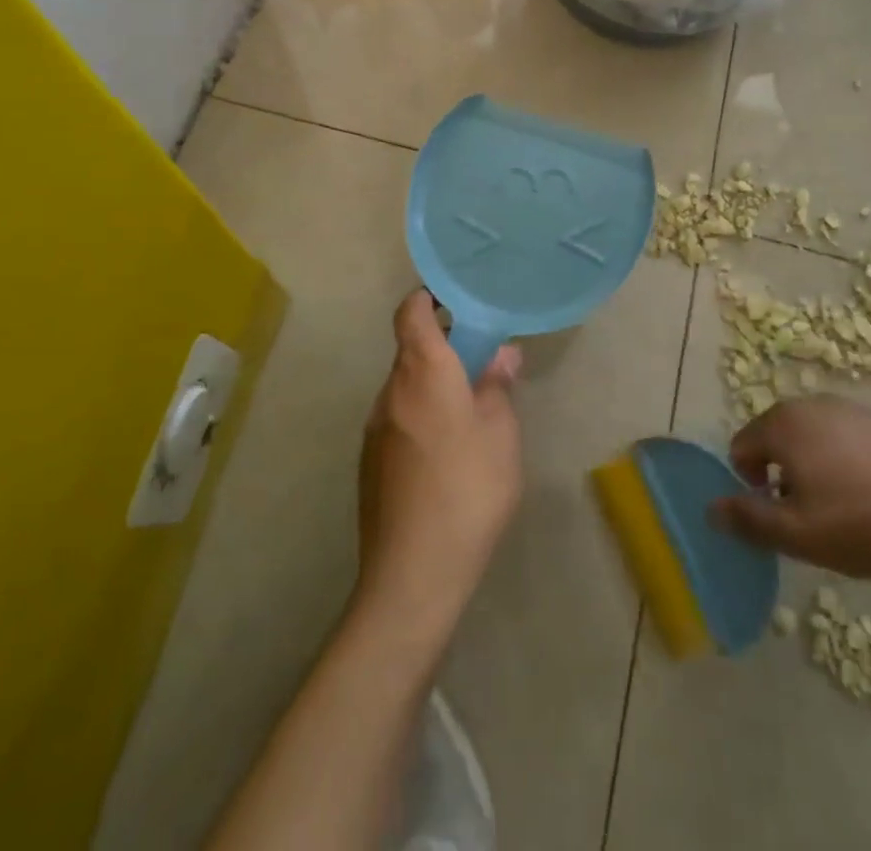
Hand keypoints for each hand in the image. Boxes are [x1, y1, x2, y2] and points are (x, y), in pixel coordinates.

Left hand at [354, 290, 522, 635]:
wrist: (413, 573)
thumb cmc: (468, 489)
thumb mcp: (500, 433)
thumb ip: (497, 386)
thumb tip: (500, 354)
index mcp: (422, 372)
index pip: (411, 312)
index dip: (429, 297)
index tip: (457, 299)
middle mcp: (390, 391)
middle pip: (411, 350)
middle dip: (444, 348)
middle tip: (483, 362)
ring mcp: (375, 428)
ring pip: (406, 388)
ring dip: (434, 386)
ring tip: (472, 413)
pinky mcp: (370, 462)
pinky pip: (399, 420)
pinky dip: (422, 418)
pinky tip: (448, 455)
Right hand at [711, 396, 870, 594]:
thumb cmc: (863, 523)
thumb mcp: (796, 534)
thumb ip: (747, 519)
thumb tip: (710, 508)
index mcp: (782, 423)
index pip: (740, 448)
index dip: (750, 486)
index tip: (781, 517)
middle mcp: (810, 404)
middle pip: (774, 438)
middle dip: (780, 474)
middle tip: (809, 517)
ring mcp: (849, 408)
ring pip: (810, 439)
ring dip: (812, 469)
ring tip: (842, 511)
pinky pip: (843, 440)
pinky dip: (844, 464)